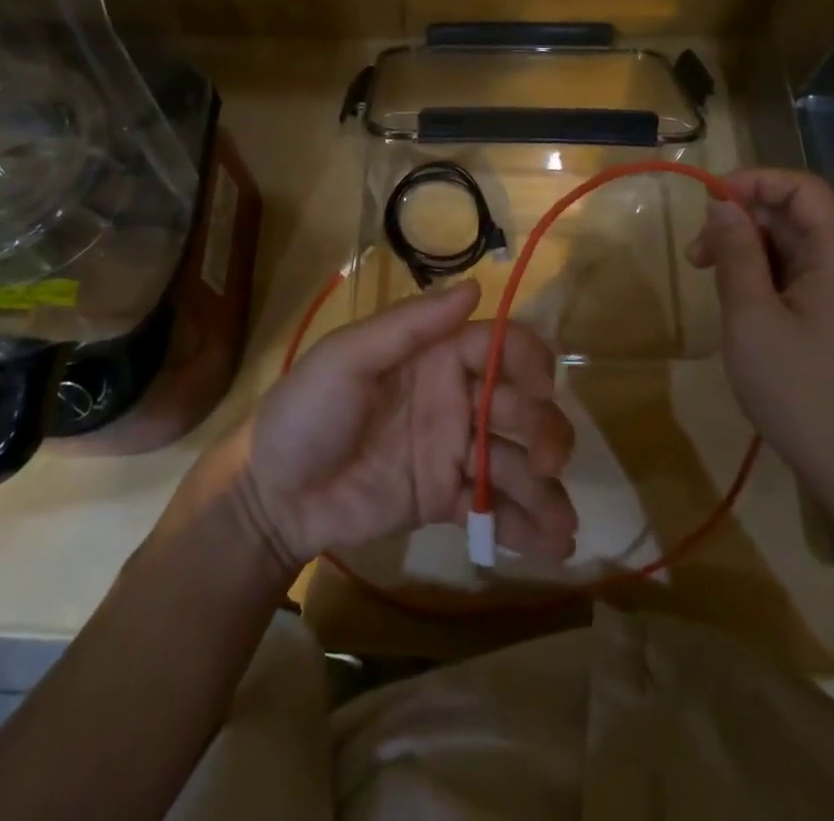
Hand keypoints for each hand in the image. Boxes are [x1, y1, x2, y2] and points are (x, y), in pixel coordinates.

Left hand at [216, 280, 577, 571]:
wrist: (271, 496)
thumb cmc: (305, 411)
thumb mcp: (347, 357)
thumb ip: (409, 325)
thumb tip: (476, 286)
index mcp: (434, 356)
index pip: (498, 346)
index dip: (527, 360)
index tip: (541, 388)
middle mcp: (454, 398)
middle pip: (518, 405)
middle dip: (543, 430)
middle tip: (543, 462)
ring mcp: (452, 452)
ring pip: (514, 461)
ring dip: (546, 488)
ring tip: (562, 525)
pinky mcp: (444, 499)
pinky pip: (494, 508)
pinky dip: (527, 525)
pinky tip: (553, 548)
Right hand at [686, 168, 833, 534]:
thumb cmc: (797, 388)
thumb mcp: (751, 315)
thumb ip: (736, 251)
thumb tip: (721, 203)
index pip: (802, 188)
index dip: (754, 181)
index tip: (707, 201)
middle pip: (793, 213)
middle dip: (740, 219)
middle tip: (696, 253)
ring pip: (787, 241)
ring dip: (743, 246)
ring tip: (705, 273)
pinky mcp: (832, 312)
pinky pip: (792, 270)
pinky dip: (757, 271)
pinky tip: (731, 295)